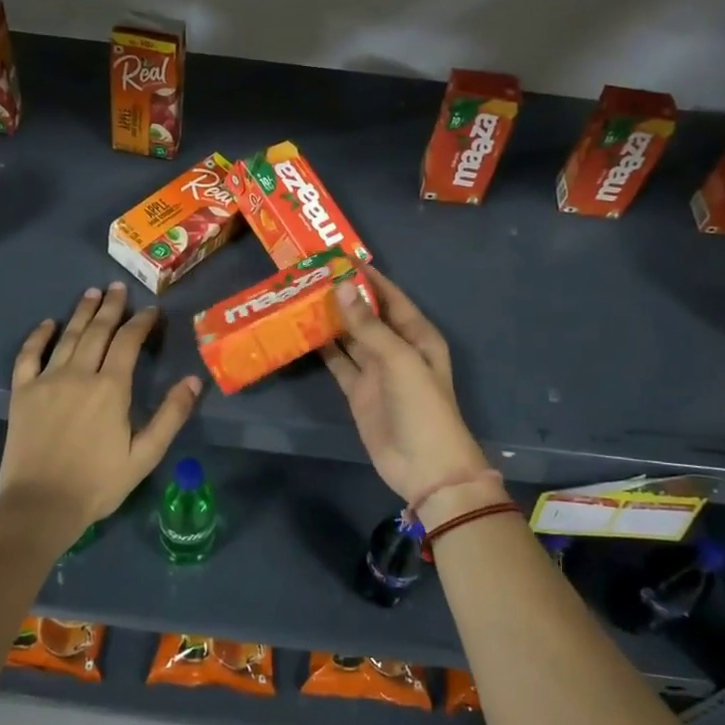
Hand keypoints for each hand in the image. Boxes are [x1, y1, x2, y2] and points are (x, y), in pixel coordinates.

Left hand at [0, 281, 200, 542]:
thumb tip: (194, 380)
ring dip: (82, 312)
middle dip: (111, 307)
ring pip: (68, 336)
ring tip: (92, 293)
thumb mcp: (144, 455)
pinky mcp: (22, 393)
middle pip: (98, 331)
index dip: (141, 322)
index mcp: (111, 388)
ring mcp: (47, 380)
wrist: (40, 505)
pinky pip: (29, 356)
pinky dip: (38, 337)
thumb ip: (171, 415)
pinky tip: (48, 324)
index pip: (128, 342)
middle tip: (119, 288)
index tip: (151, 311)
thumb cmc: (98, 483)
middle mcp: (79, 374)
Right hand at [321, 266, 491, 516]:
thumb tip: (341, 286)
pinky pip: (339, 362)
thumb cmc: (422, 406)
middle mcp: (396, 347)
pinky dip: (323, 348)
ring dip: (330, 319)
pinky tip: (302, 332)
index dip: (367, 277)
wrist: (424, 467)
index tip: (337, 257)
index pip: (390, 296)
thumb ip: (368, 325)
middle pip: (367, 314)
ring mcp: (376, 370)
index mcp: (417, 335)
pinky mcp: (358, 391)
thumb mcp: (399, 360)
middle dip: (343, 295)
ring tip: (299, 296)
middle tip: (309, 274)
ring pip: (350, 336)